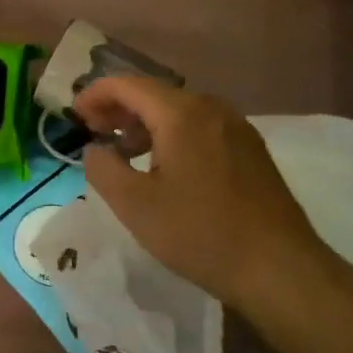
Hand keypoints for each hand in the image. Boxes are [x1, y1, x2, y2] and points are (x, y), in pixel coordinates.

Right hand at [74, 75, 333, 315]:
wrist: (279, 268)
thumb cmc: (200, 233)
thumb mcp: (135, 205)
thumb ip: (103, 168)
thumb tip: (95, 148)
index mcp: (181, 114)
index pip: (127, 84)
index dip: (95, 95)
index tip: (74, 117)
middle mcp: (211, 108)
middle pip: (154, 94)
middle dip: (118, 109)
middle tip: (93, 133)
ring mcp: (236, 127)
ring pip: (178, 111)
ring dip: (145, 124)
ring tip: (124, 153)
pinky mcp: (250, 150)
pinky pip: (200, 127)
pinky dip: (172, 136)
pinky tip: (164, 168)